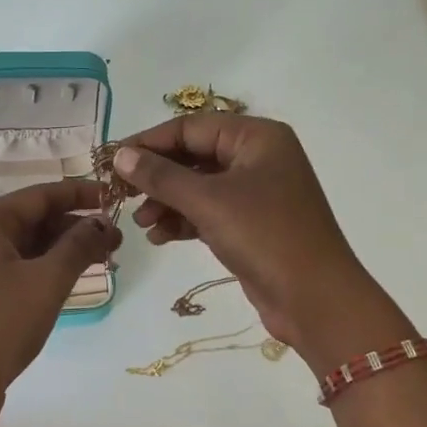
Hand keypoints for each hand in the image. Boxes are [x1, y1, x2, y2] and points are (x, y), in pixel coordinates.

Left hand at [0, 179, 119, 420]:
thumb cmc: (2, 324)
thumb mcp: (48, 281)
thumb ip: (78, 245)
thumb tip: (102, 222)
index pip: (39, 195)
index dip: (79, 193)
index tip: (113, 197)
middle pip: (32, 218)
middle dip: (75, 225)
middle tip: (116, 239)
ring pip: (26, 244)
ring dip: (63, 248)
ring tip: (104, 258)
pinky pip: (17, 265)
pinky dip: (45, 266)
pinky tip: (74, 276)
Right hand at [114, 115, 412, 369]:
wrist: (314, 298)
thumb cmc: (264, 236)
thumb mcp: (208, 201)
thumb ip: (161, 176)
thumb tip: (120, 156)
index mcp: (257, 137)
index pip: (190, 128)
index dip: (148, 142)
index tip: (112, 161)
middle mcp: (258, 158)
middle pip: (193, 156)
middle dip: (157, 177)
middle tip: (121, 195)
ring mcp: (256, 193)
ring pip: (198, 187)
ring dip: (166, 202)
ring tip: (140, 223)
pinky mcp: (252, 225)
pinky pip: (208, 212)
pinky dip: (183, 221)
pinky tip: (159, 237)